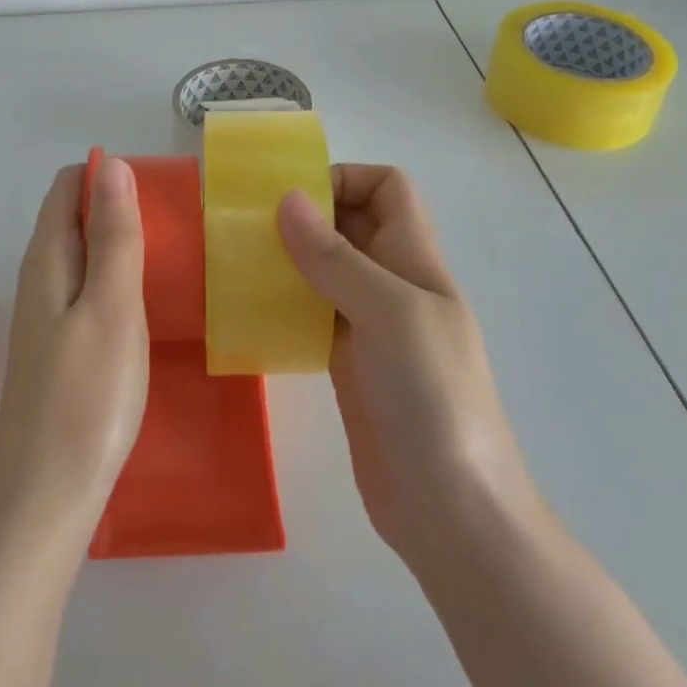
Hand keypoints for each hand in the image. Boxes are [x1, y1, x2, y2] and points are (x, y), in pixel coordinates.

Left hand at [0, 158, 149, 546]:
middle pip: (74, 219)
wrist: (46, 495)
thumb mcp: (110, 305)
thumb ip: (112, 235)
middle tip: (176, 223)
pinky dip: (117, 282)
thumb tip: (112, 166)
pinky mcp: (62, 348)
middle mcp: (41, 279)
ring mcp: (49, 317)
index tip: (156, 189)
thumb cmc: (86, 395)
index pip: (68, 188)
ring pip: (83, 257)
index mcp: (47, 259)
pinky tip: (146, 303)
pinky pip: (89, 292)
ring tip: (172, 255)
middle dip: (118, 208)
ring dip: (120, 245)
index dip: (107, 176)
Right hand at [277, 165, 542, 570]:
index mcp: (415, 260)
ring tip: (236, 262)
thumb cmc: (432, 396)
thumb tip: (287, 199)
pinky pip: (311, 315)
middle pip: (352, 225)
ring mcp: (370, 327)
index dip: (345, 178)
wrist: (450, 508)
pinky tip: (248, 312)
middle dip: (304, 215)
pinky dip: (283, 304)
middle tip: (246, 225)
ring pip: (326, 270)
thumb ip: (336, 258)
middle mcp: (394, 284)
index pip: (388, 189)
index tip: (292, 196)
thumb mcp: (388, 313)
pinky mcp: (347, 364)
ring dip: (287, 260)